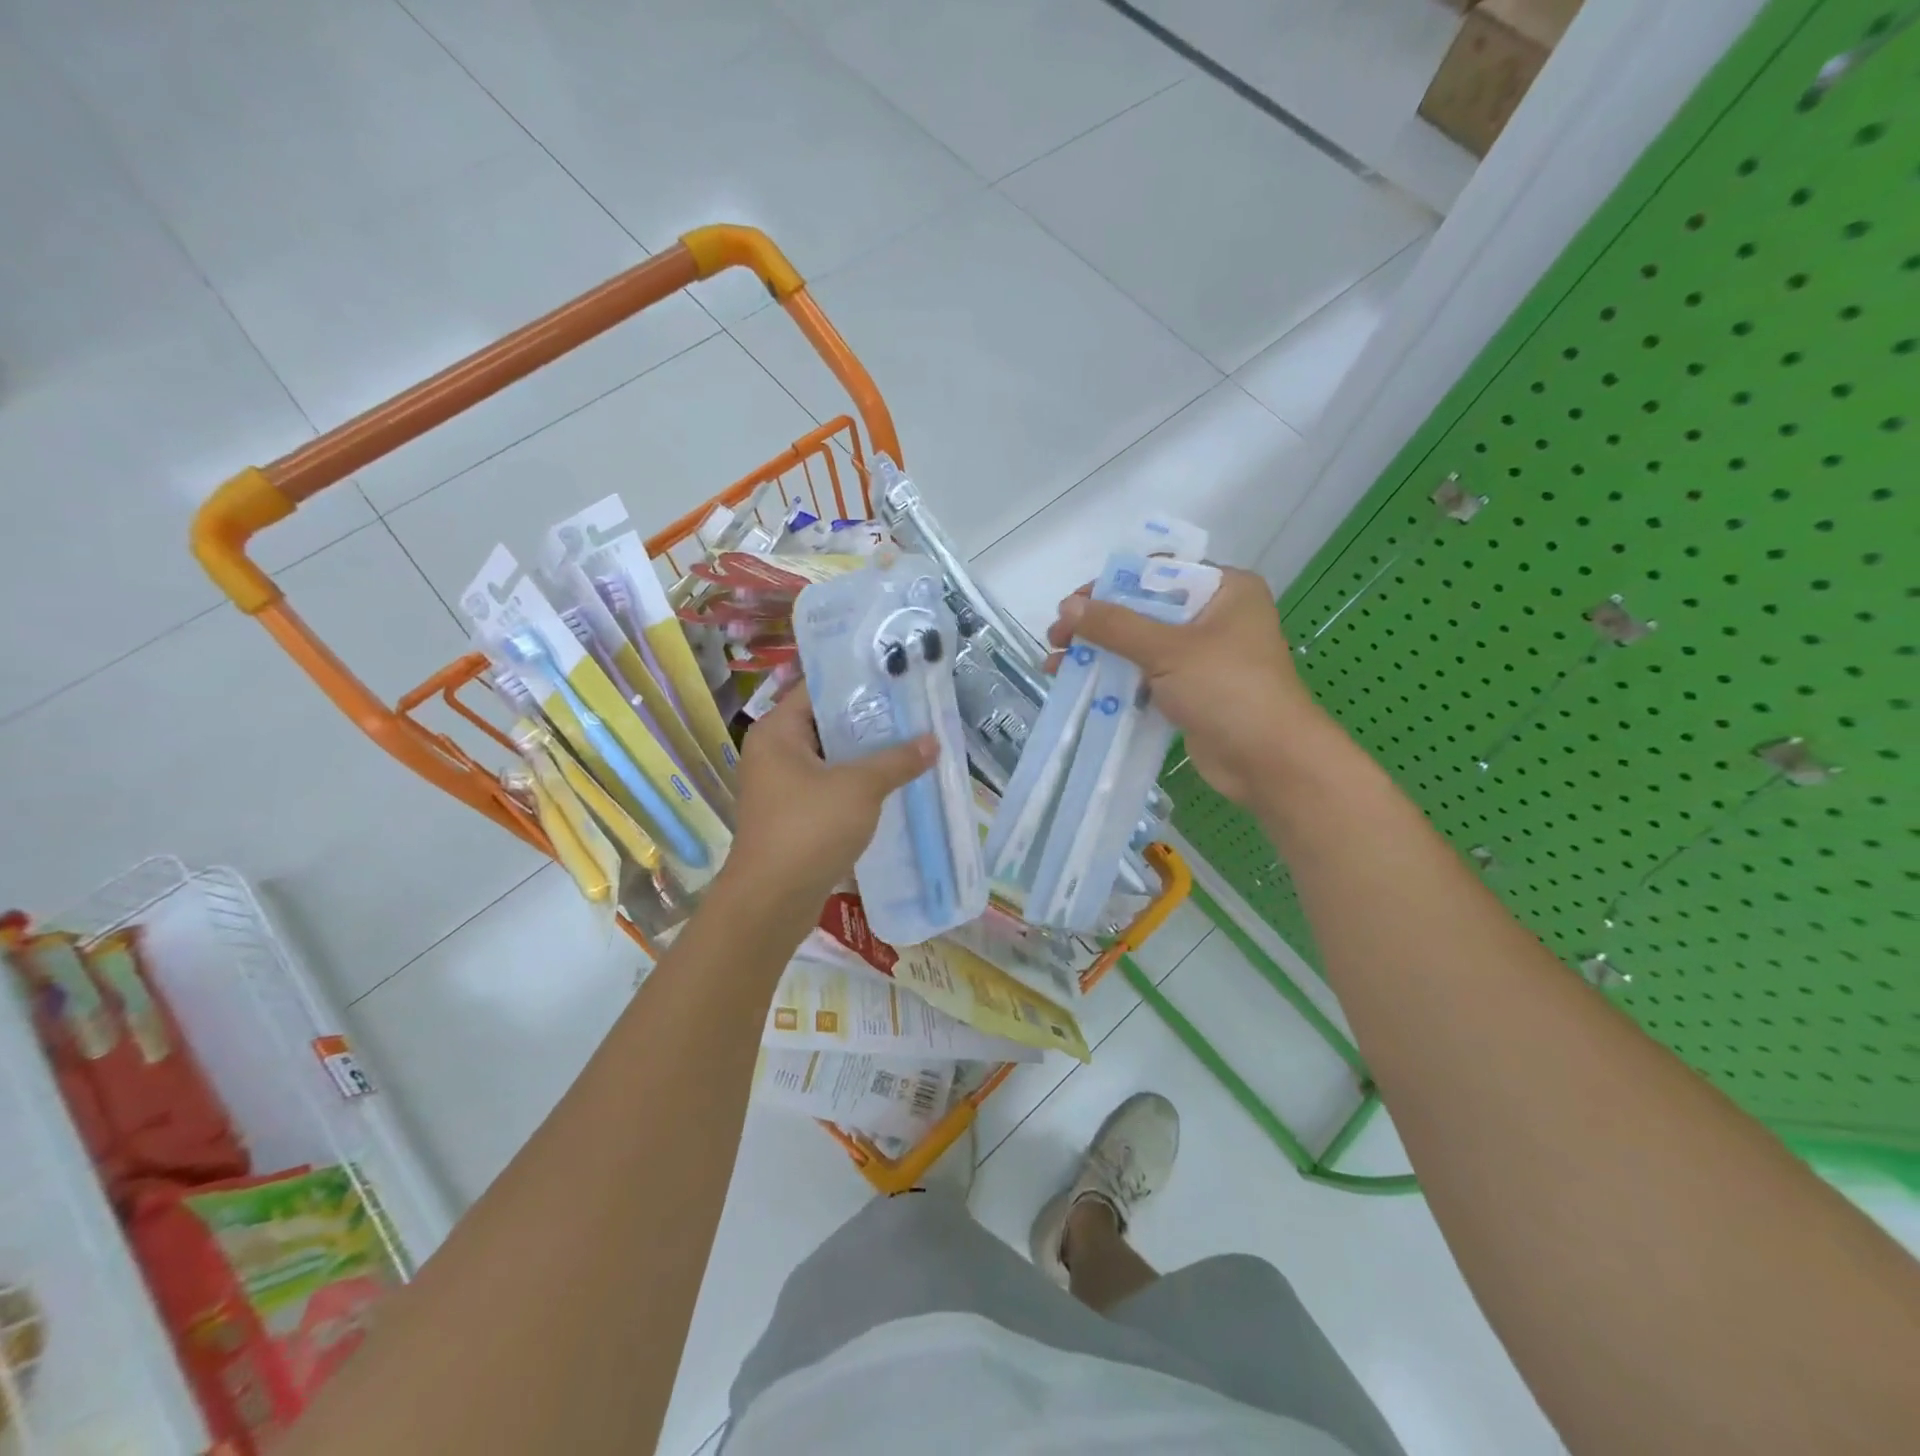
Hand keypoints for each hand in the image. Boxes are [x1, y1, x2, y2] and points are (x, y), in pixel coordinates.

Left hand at [721, 684, 935, 907]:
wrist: (772, 900)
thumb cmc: (809, 829)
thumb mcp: (860, 788)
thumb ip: (897, 760)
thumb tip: (933, 740)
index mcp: (777, 732)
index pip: (817, 690)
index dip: (857, 682)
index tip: (896, 678)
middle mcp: (773, 752)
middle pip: (825, 724)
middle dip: (868, 720)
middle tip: (912, 711)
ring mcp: (781, 786)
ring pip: (829, 758)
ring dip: (865, 755)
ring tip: (910, 743)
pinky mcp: (792, 815)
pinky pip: (828, 786)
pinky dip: (855, 783)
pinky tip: (891, 783)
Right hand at [1048, 567, 1325, 805]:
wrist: (1270, 761)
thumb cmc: (1228, 690)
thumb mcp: (1169, 650)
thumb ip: (1115, 626)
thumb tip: (1067, 606)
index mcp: (1225, 589)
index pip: (1158, 572)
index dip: (1111, 585)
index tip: (1073, 604)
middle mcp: (1216, 616)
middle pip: (1144, 609)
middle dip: (1097, 624)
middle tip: (1057, 637)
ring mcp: (1204, 657)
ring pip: (1141, 645)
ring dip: (1100, 653)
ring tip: (1056, 665)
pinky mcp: (1192, 691)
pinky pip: (1146, 676)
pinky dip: (1116, 679)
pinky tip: (1081, 686)